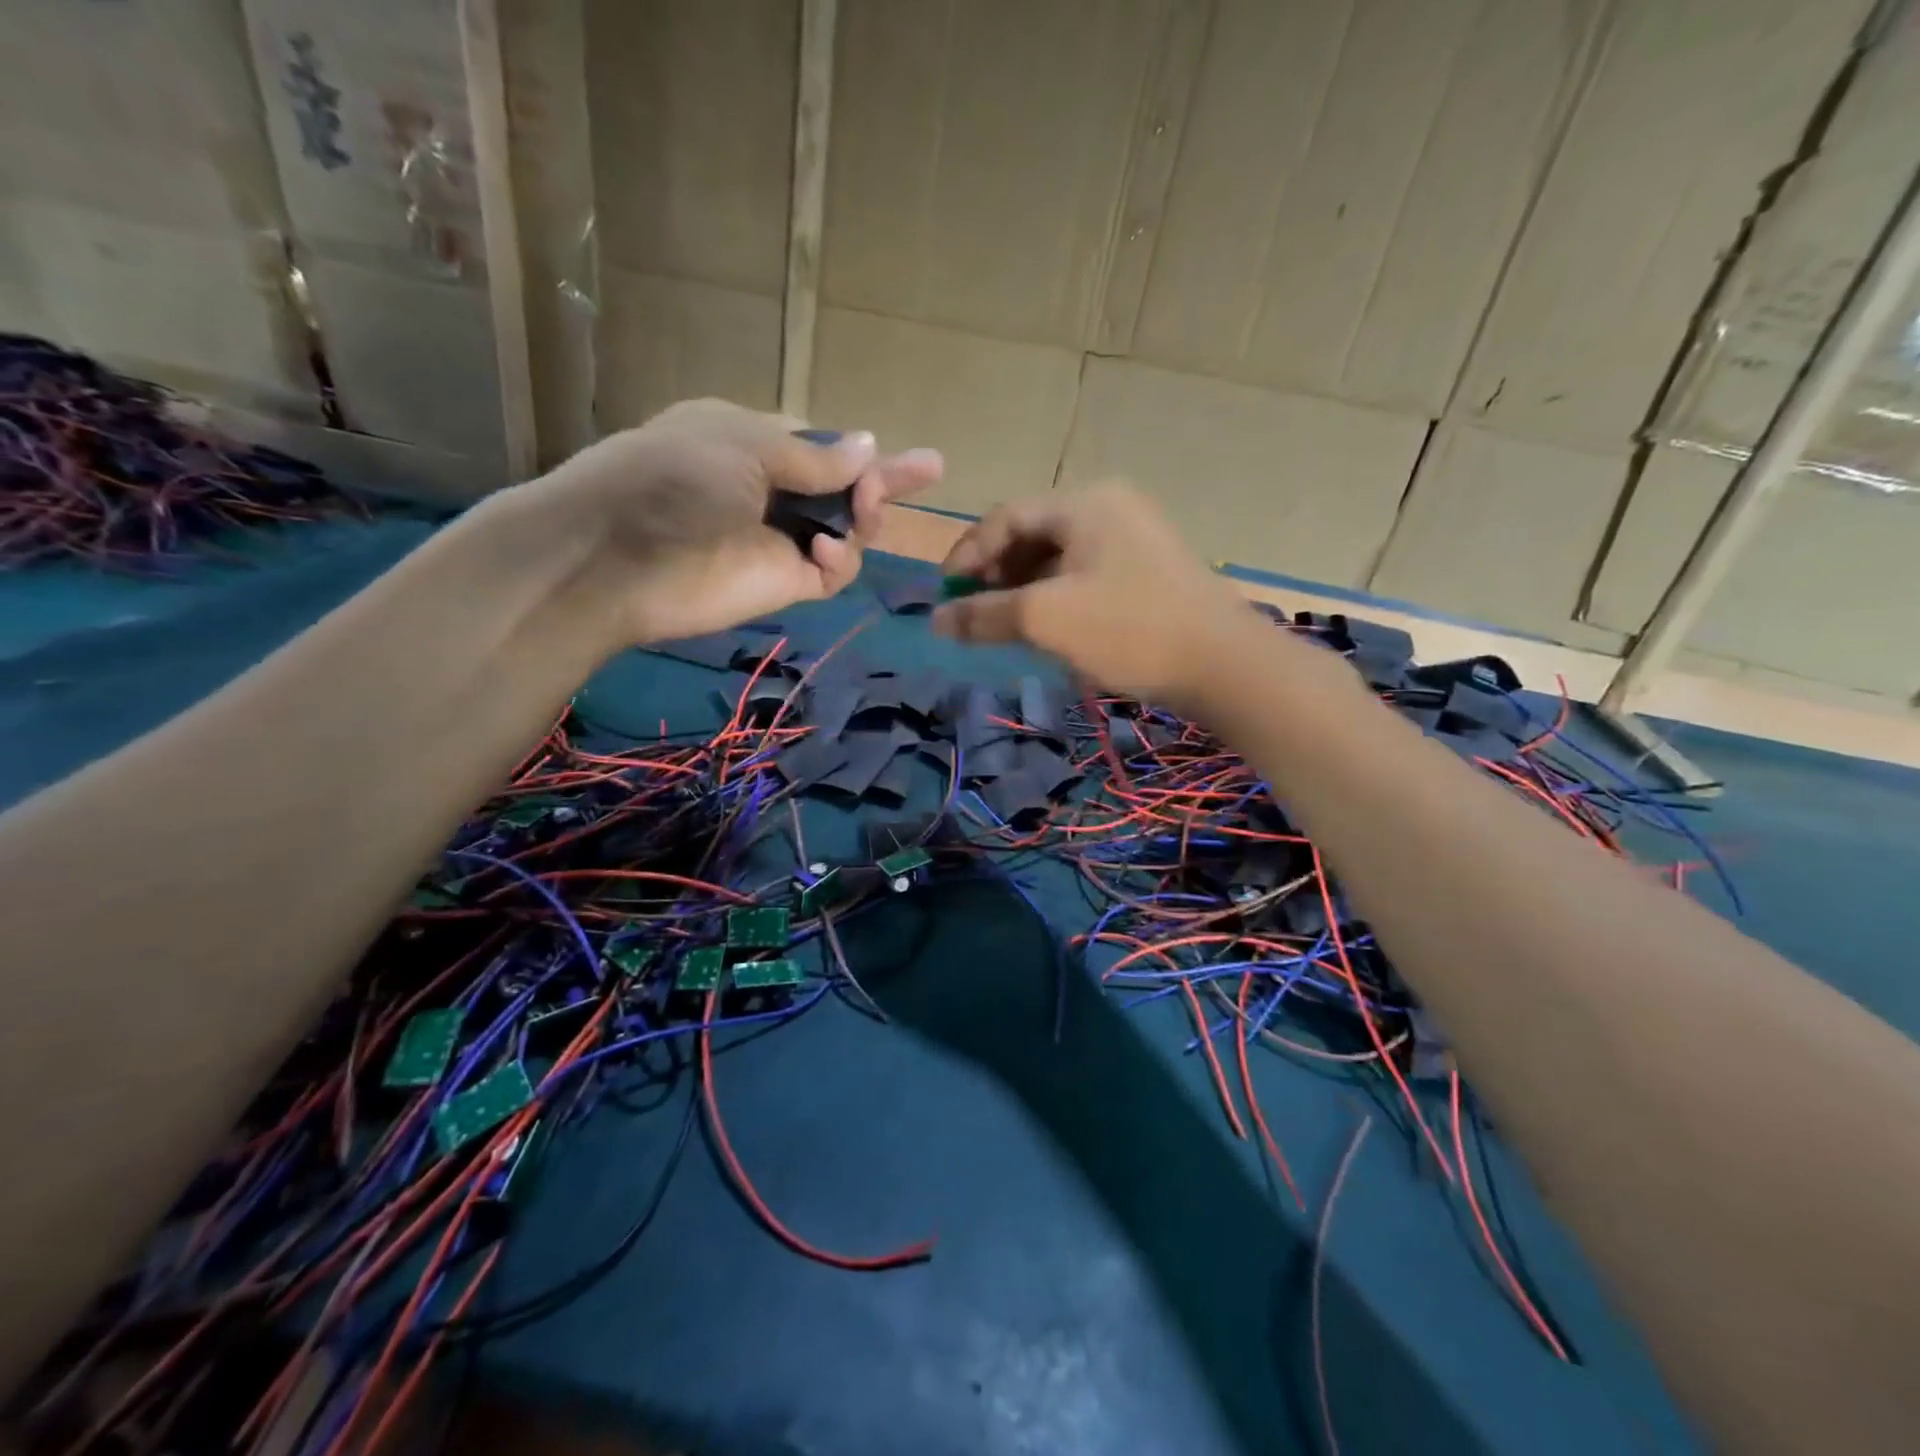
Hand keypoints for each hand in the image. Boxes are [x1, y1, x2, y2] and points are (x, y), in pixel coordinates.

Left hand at [530, 399, 941, 642]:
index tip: (919, 461)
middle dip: (881, 484)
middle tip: (921, 474)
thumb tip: (868, 445)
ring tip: (868, 506)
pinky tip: (831, 550)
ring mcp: (779, 542)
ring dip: (865, 515)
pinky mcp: (785, 585)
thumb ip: (813, 456)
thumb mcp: (745, 444)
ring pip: (847, 531)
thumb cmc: (675, 475)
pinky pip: (834, 571)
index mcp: (752, 445)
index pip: (821, 449)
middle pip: (843, 491)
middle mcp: (770, 493)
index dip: (863, 453)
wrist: (617, 556)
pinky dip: (843, 559)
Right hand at [930, 482, 1262, 704]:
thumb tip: (935, 620)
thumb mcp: (1046, 620)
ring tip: (1005, 627)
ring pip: (1059, 558)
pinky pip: (1086, 575)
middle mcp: (1110, 507)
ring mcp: (1135, 538)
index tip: (945, 595)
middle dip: (996, 573)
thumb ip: (984, 615)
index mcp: (1084, 503)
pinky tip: (1049, 630)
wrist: (1224, 664)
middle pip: (1033, 534)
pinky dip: (1056, 597)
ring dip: (1024, 589)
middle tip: (974, 613)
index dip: (968, 554)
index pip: (1005, 517)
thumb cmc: (1129, 629)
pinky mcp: (1150, 571)